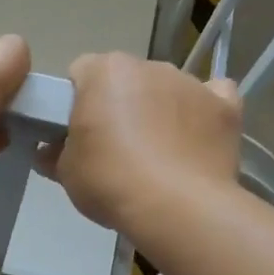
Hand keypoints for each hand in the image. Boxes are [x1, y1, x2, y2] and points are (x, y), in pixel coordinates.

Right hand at [40, 53, 243, 240]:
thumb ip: (55, 153)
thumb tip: (48, 151)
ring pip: (166, 88)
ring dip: (158, 109)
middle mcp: (149, 66)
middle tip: (112, 148)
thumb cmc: (110, 181)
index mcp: (104, 71)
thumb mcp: (66, 173)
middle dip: (119, 104)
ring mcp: (191, 82)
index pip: (80, 73)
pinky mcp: (225, 106)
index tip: (76, 132)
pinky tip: (196, 139)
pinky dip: (203, 112)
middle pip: (125, 79)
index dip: (75, 102)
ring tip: (157, 155)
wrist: (177, 208)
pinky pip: (212, 97)